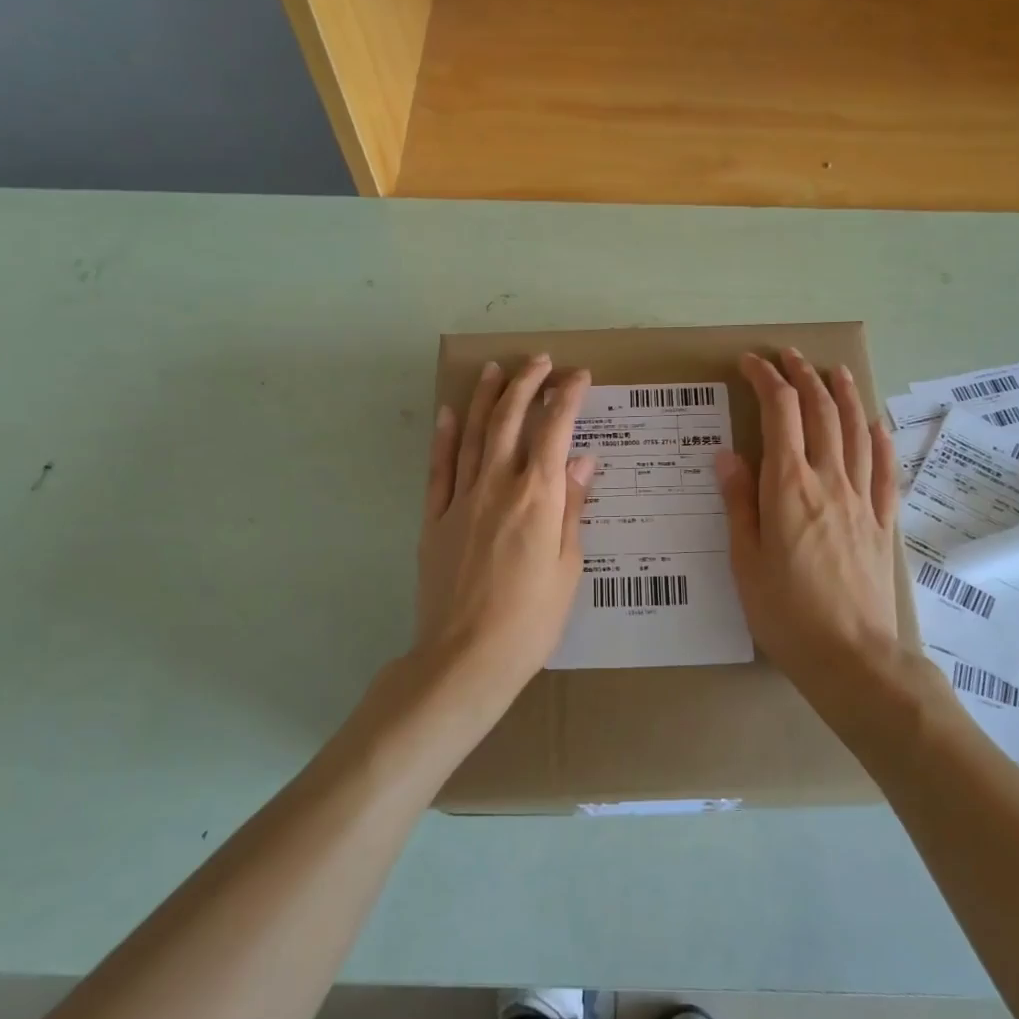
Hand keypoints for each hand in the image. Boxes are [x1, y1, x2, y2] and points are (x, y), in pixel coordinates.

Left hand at [415, 356, 595, 705]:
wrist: (466, 657)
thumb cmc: (531, 620)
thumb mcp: (568, 565)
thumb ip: (573, 507)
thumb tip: (584, 460)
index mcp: (538, 497)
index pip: (555, 430)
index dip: (568, 397)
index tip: (579, 377)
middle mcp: (497, 485)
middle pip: (509, 419)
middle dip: (526, 383)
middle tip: (539, 361)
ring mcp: (460, 499)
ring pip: (472, 434)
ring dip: (484, 397)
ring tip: (495, 369)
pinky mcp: (434, 518)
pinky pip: (438, 467)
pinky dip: (444, 436)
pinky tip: (448, 413)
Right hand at [717, 350, 901, 689]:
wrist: (851, 656)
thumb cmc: (785, 613)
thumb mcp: (745, 560)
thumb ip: (739, 502)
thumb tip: (728, 455)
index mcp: (788, 487)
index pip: (779, 414)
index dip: (765, 381)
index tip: (750, 364)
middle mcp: (829, 481)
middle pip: (820, 412)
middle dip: (803, 377)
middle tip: (788, 356)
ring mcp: (862, 500)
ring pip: (855, 431)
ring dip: (843, 395)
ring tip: (834, 371)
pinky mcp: (883, 522)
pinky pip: (885, 470)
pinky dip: (879, 440)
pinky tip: (875, 424)